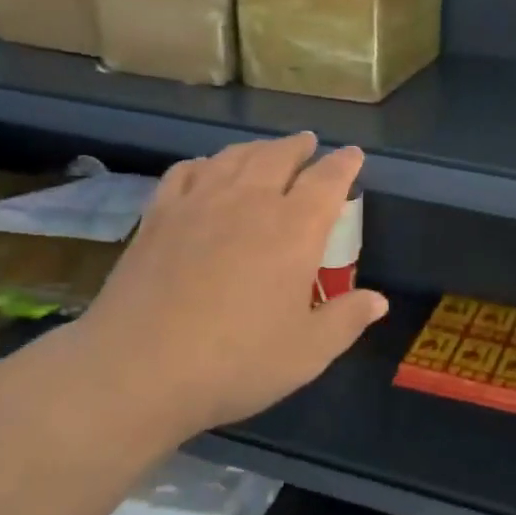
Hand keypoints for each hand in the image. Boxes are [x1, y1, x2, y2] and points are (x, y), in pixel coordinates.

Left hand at [72, 133, 387, 437]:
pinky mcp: (158, 216)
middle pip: (279, 156)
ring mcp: (199, 204)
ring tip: (267, 150)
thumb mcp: (307, 352)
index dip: (344, 164)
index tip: (354, 156)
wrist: (137, 370)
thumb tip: (378, 300)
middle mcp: (249, 203)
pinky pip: (186, 172)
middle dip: (300, 146)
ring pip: (234, 157)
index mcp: (294, 229)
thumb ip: (347, 320)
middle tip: (309, 143)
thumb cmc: (235, 363)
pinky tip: (206, 169)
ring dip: (257, 148)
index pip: (327, 180)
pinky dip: (205, 163)